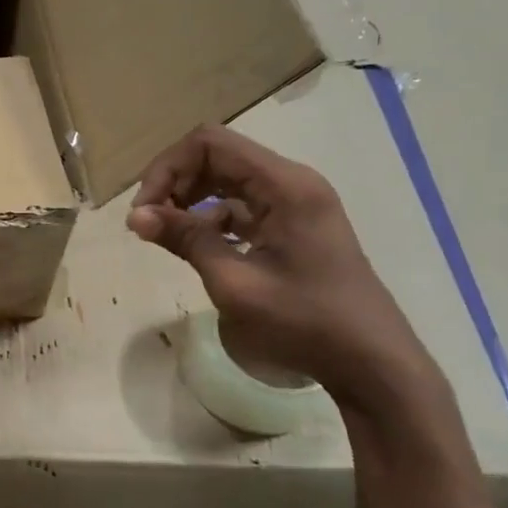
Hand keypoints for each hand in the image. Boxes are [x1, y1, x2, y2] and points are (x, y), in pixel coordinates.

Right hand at [127, 124, 438, 410]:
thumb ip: (187, 240)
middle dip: (174, 183)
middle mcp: (291, 183)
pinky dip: (210, 220)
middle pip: (217, 157)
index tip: (144, 211)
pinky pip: (241, 207)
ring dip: (189, 201)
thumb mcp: (235, 283)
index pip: (209, 143)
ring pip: (226, 181)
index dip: (167, 168)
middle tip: (147, 223)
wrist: (372, 363)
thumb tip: (135, 216)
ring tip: (165, 237)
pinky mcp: (293, 227)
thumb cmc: (304, 322)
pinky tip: (196, 249)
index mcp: (284, 186)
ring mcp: (294, 205)